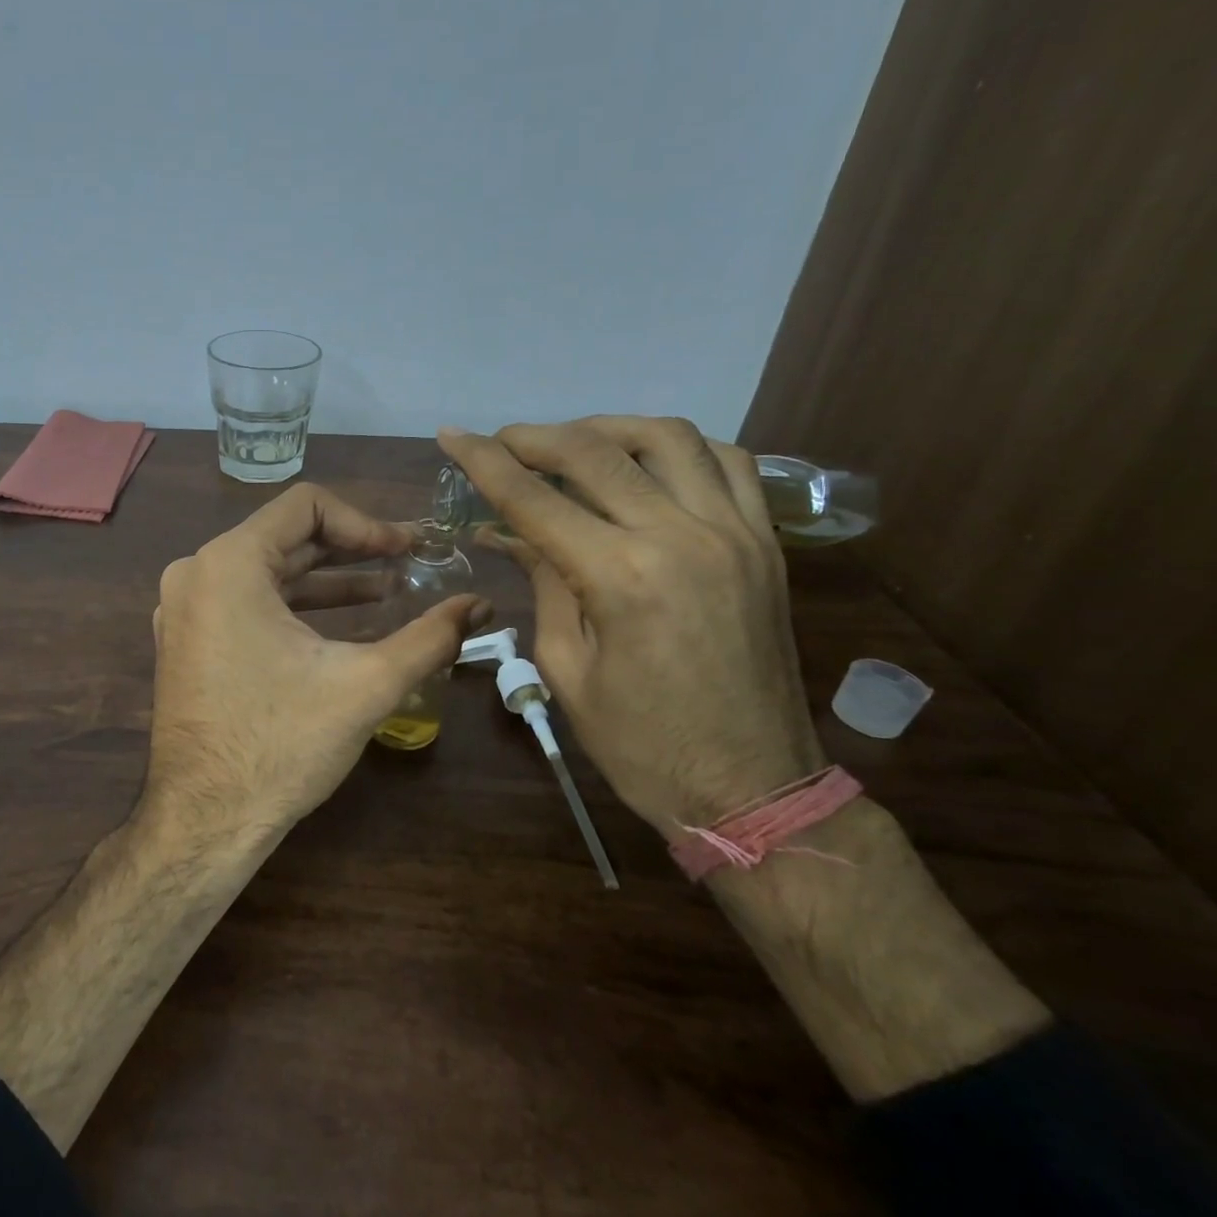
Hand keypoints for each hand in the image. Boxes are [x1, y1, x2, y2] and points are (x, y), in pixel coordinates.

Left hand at [146, 484, 488, 842]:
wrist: (205, 821)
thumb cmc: (281, 744)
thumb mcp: (366, 684)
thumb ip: (430, 637)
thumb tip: (483, 605)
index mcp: (228, 563)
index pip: (306, 505)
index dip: (366, 522)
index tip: (409, 550)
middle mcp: (196, 573)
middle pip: (286, 536)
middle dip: (353, 549)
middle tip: (410, 563)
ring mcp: (185, 608)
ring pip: (267, 570)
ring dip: (327, 579)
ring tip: (388, 590)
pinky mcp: (187, 639)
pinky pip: (246, 601)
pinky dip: (294, 605)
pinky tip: (342, 622)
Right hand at [439, 417, 822, 833]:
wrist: (753, 787)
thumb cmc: (642, 744)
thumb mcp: (567, 669)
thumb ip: (543, 584)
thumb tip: (510, 533)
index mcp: (621, 577)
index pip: (534, 498)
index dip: (484, 461)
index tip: (452, 435)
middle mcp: (681, 536)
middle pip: (595, 452)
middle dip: (535, 437)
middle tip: (501, 442)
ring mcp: (734, 532)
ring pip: (667, 438)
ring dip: (607, 428)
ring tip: (571, 444)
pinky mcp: (765, 542)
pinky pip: (728, 462)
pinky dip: (677, 447)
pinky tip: (646, 461)